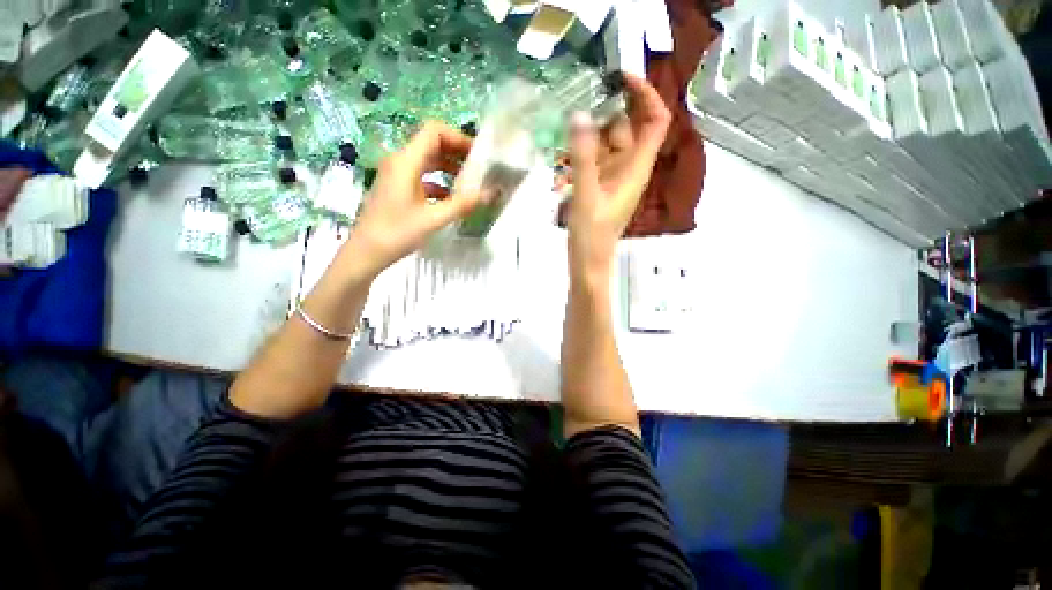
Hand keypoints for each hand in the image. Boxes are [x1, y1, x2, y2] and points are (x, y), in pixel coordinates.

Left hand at [346, 122, 484, 276]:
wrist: (366, 252)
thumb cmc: (397, 233)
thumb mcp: (434, 219)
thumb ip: (463, 204)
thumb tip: (492, 193)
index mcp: (406, 161)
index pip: (434, 131)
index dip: (458, 137)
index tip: (478, 155)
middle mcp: (400, 161)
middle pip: (431, 144)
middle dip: (457, 153)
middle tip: (479, 169)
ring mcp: (396, 175)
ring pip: (427, 161)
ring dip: (449, 167)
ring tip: (470, 182)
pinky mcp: (396, 188)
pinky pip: (421, 176)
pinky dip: (439, 182)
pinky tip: (452, 198)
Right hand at [566, 73, 670, 279]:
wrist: (587, 263)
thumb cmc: (591, 236)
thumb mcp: (586, 196)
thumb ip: (583, 157)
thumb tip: (580, 115)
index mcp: (636, 169)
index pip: (655, 121)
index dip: (646, 95)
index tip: (621, 77)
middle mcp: (628, 168)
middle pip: (627, 127)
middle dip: (609, 109)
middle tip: (580, 95)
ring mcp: (612, 177)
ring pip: (608, 142)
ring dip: (591, 129)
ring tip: (567, 117)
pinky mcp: (599, 186)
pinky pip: (595, 158)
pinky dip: (583, 148)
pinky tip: (565, 145)